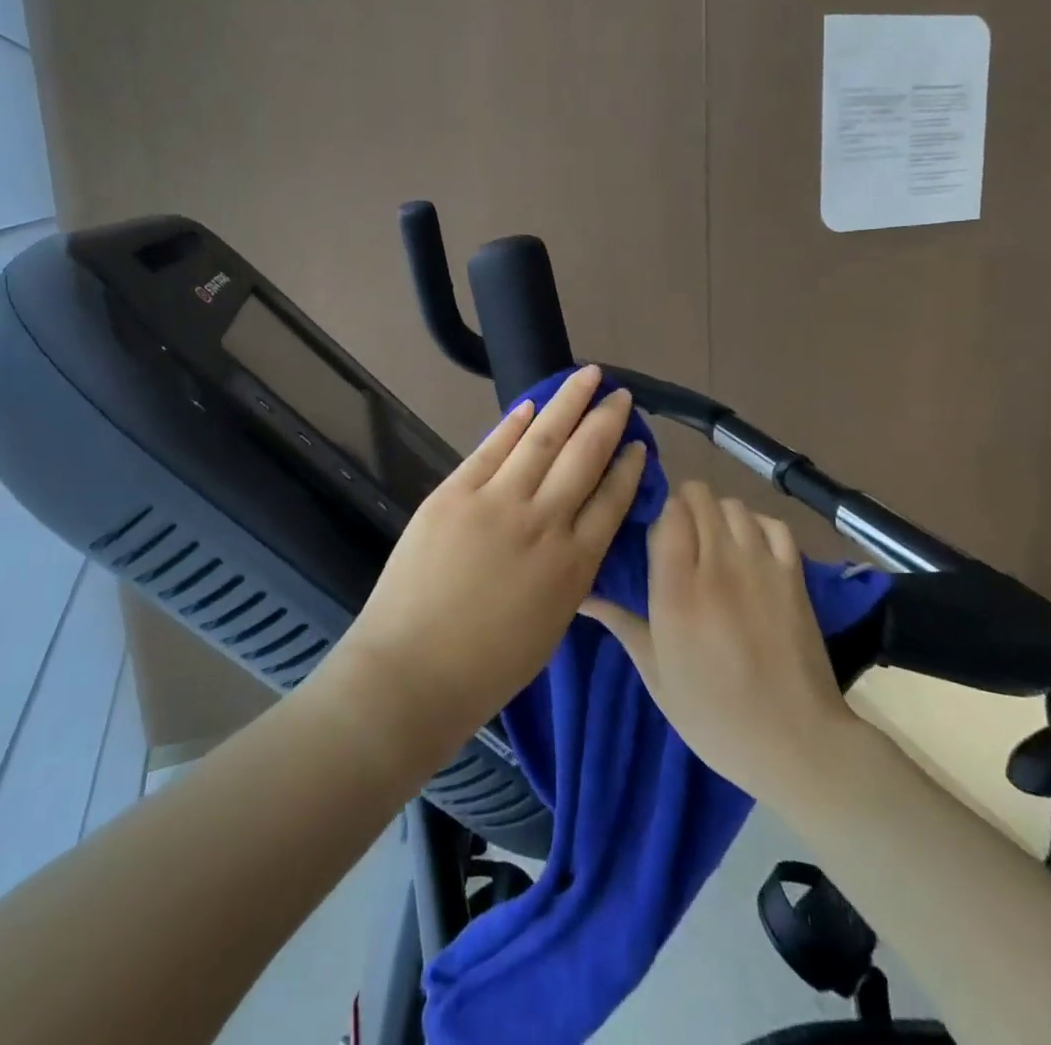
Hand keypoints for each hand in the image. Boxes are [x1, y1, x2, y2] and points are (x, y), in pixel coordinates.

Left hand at [318, 365, 646, 770]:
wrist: (411, 673)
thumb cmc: (485, 668)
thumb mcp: (550, 624)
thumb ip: (568, 573)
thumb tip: (573, 532)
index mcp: (573, 565)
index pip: (612, 501)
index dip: (629, 468)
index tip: (640, 444)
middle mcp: (544, 523)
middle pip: (585, 457)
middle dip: (607, 421)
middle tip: (622, 395)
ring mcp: (497, 502)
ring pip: (543, 439)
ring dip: (568, 403)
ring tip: (587, 377)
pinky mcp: (454, 493)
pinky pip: (492, 448)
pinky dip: (513, 423)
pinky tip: (531, 403)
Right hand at [580, 481, 862, 800]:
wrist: (794, 742)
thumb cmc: (714, 716)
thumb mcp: (656, 675)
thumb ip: (621, 623)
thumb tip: (581, 595)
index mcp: (677, 589)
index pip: (667, 513)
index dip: (658, 514)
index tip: (653, 535)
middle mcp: (718, 564)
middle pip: (699, 498)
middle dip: (684, 507)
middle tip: (680, 538)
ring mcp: (761, 565)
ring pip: (733, 505)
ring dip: (718, 514)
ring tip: (713, 543)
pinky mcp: (794, 574)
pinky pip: (772, 523)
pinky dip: (757, 524)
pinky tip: (748, 547)